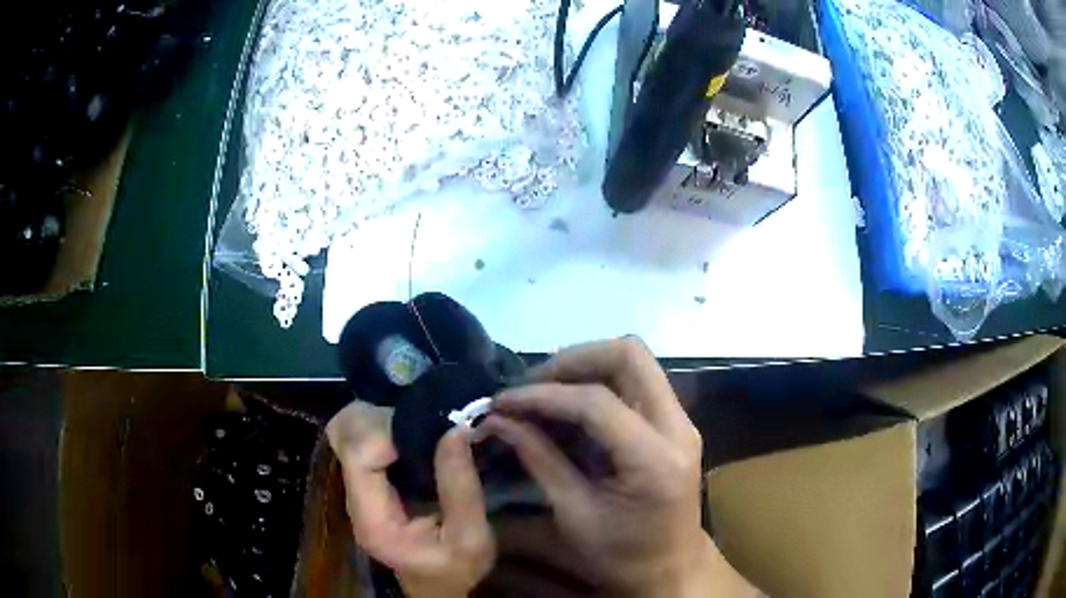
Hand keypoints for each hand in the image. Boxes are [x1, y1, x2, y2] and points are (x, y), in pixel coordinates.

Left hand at [327, 401, 495, 597]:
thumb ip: (460, 488)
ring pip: (352, 432)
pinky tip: (418, 435)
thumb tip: (455, 429)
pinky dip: (388, 427)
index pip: (358, 456)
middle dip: (386, 421)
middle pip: (348, 437)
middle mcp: (355, 499)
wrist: (439, 586)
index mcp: (373, 519)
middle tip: (432, 423)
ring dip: (387, 421)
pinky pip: (366, 439)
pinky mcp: (370, 482)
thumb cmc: (456, 569)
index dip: (388, 433)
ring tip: (428, 427)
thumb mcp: (472, 538)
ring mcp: (359, 488)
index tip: (432, 430)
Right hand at [484, 337, 759, 596]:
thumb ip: (539, 460)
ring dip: (584, 366)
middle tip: (530, 385)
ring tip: (542, 392)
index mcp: (655, 460)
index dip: (543, 395)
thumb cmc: (623, 556)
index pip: (596, 402)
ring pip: (634, 361)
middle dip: (572, 360)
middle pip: (629, 354)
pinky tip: (568, 407)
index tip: (502, 401)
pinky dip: (598, 382)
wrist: (672, 570)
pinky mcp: (674, 423)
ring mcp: (681, 421)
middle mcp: (678, 427)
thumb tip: (499, 420)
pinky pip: (636, 381)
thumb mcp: (574, 514)